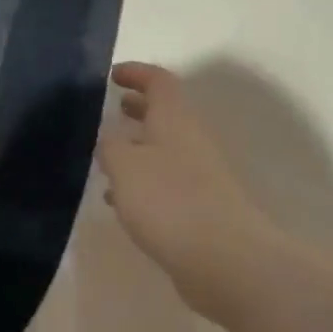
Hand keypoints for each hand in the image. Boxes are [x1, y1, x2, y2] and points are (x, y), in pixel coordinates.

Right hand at [97, 63, 281, 323]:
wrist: (224, 258)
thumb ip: (110, 147)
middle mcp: (190, 141)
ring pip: (164, 149)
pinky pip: (166, 182)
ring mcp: (199, 175)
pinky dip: (143, 182)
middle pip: (165, 113)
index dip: (137, 73)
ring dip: (139, 147)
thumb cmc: (169, 200)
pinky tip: (122, 200)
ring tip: (108, 155)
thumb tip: (110, 139)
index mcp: (174, 120)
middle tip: (114, 109)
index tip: (112, 75)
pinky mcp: (199, 208)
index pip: (159, 81)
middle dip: (139, 108)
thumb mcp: (124, 167)